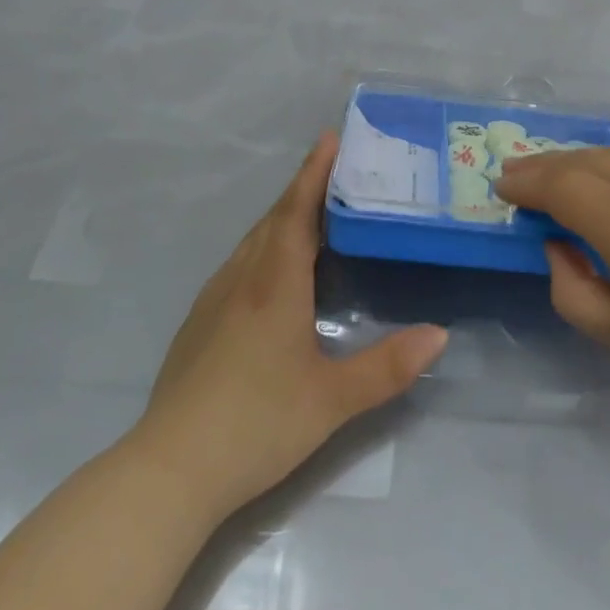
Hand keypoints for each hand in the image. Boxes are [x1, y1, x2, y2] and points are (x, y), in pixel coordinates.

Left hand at [131, 133, 448, 523]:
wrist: (169, 470)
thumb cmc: (256, 424)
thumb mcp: (333, 400)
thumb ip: (389, 366)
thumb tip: (440, 334)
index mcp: (274, 286)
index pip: (296, 214)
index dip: (314, 174)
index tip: (331, 139)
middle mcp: (241, 282)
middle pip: (272, 221)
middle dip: (302, 190)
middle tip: (336, 172)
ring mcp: (213, 303)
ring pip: (251, 243)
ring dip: (282, 219)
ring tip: (313, 214)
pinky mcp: (198, 326)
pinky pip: (239, 266)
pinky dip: (264, 248)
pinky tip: (274, 273)